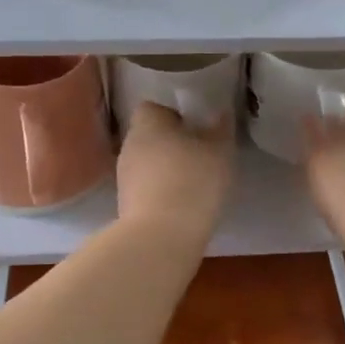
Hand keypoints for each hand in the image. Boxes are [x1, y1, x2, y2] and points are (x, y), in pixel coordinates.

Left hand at [116, 102, 233, 244]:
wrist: (161, 236)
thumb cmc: (193, 181)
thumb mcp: (220, 151)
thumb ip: (221, 128)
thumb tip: (220, 113)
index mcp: (147, 123)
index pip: (153, 108)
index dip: (174, 115)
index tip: (195, 129)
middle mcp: (129, 144)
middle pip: (149, 136)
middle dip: (171, 143)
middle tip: (199, 155)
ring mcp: (123, 176)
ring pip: (147, 163)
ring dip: (165, 169)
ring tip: (192, 183)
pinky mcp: (124, 204)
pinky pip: (145, 188)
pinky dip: (160, 192)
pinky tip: (181, 205)